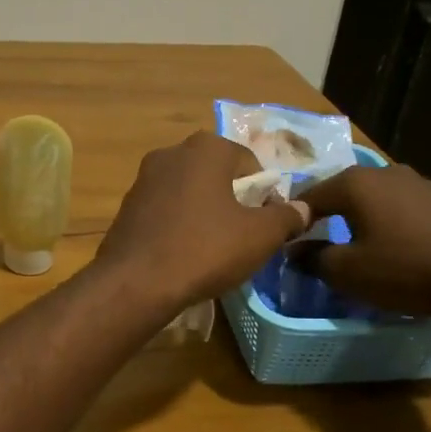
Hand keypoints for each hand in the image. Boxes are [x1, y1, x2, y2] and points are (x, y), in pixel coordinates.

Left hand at [96, 132, 308, 312]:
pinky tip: (183, 255)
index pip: (251, 164)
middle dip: (233, 202)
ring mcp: (144, 179)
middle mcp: (172, 153)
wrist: (136, 283)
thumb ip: (287, 217)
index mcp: (207, 148)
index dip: (265, 195)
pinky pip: (165, 211)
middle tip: (242, 238)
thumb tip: (303, 208)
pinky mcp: (126, 207)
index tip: (266, 226)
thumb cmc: (205, 249)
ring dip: (205, 214)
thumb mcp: (260, 236)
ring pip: (189, 193)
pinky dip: (179, 226)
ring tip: (212, 250)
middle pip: (218, 175)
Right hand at [298, 162, 430, 316]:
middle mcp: (382, 172)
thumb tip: (293, 251)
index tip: (284, 246)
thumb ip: (314, 259)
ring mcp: (415, 182)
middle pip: (339, 193)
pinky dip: (383, 224)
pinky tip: (388, 248)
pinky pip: (396, 208)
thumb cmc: (407, 268)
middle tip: (313, 247)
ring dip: (355, 221)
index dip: (292, 221)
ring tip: (350, 249)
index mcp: (355, 183)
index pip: (307, 196)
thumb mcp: (349, 272)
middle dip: (324, 218)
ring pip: (370, 200)